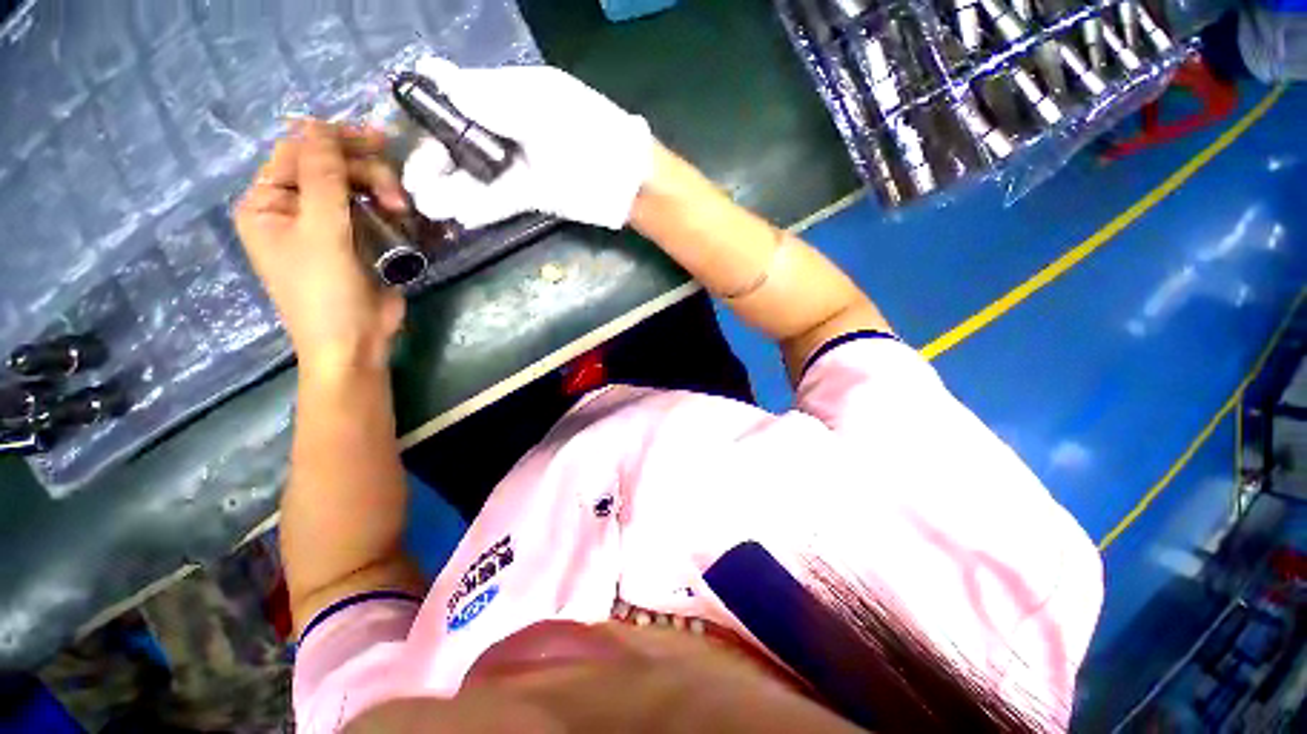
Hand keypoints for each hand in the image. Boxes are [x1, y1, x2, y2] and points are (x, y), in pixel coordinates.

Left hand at [234, 120, 408, 377]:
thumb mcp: (322, 232)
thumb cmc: (326, 292)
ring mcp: (326, 225)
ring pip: (356, 188)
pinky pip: (371, 211)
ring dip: (381, 192)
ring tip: (402, 210)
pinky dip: (388, 210)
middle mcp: (293, 208)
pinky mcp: (356, 241)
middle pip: (330, 167)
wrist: (355, 343)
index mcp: (267, 203)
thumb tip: (318, 124)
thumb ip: (322, 177)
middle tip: (396, 194)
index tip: (378, 141)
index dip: (334, 141)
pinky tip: (402, 219)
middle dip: (366, 173)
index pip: (297, 152)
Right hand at [401, 57, 654, 229]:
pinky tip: (457, 216)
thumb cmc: (589, 134)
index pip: (460, 99)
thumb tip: (433, 72)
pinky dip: (479, 207)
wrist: (626, 183)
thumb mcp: (539, 107)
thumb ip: (489, 98)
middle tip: (415, 185)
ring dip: (451, 190)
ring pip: (478, 175)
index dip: (433, 115)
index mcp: (512, 95)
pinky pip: (499, 200)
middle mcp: (511, 129)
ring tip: (428, 206)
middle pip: (463, 142)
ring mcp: (522, 165)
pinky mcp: (533, 196)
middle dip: (436, 162)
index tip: (408, 130)